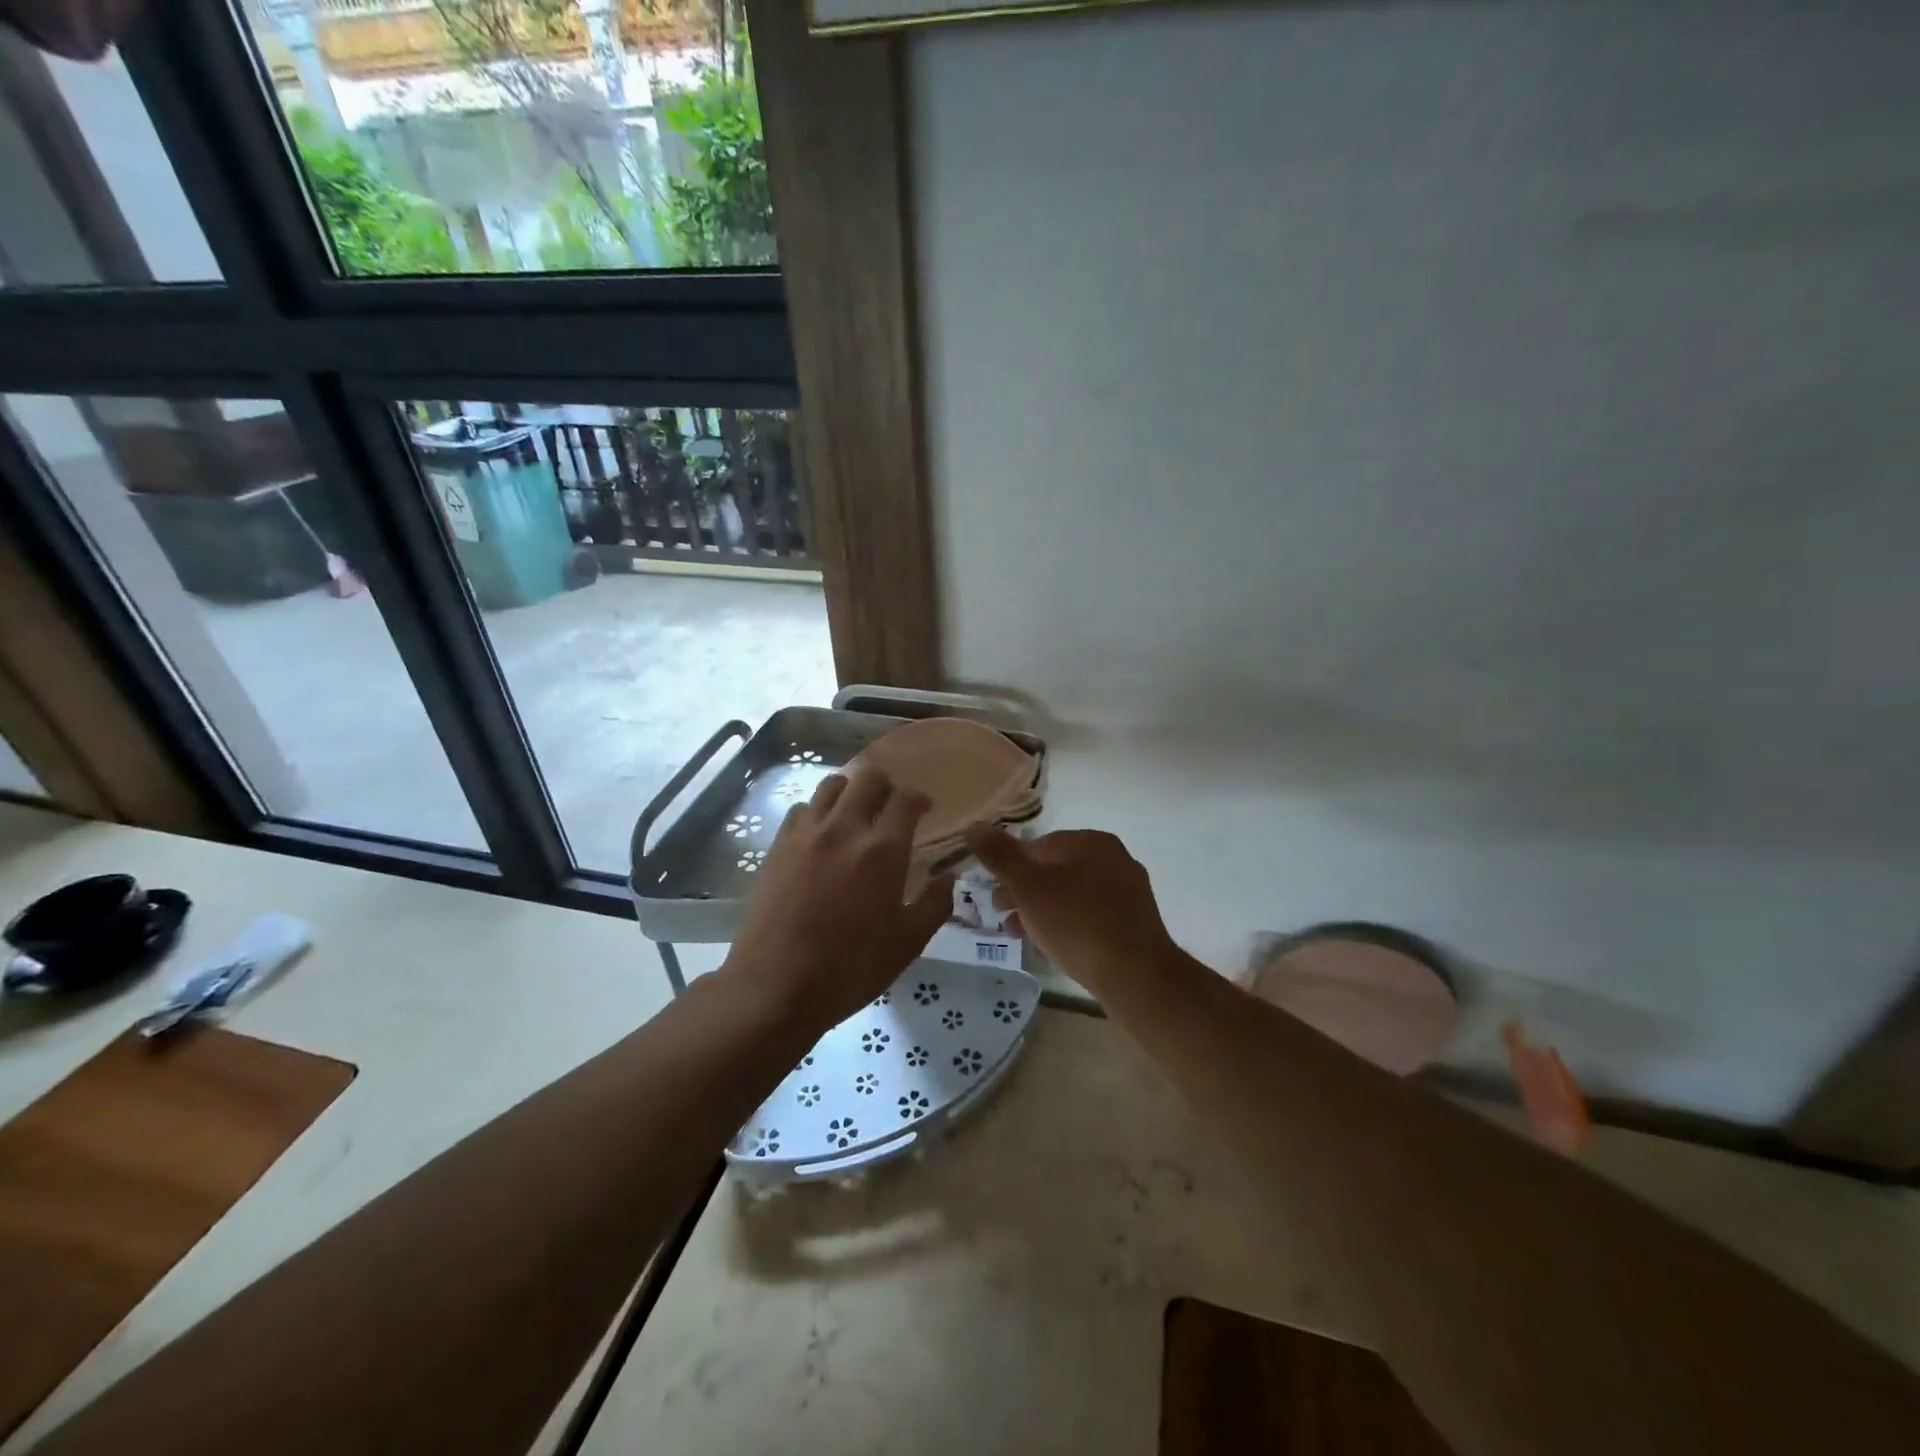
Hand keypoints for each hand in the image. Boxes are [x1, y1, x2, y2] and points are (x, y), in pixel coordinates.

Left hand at [723, 769, 952, 1035]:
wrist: (775, 986)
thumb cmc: (850, 968)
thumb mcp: (907, 944)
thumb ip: (934, 904)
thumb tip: (948, 877)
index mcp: (883, 850)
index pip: (906, 799)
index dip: (919, 798)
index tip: (924, 810)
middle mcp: (845, 828)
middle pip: (868, 777)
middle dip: (886, 786)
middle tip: (890, 809)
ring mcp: (806, 833)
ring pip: (831, 785)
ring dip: (850, 792)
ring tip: (855, 815)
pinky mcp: (778, 845)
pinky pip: (801, 809)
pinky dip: (817, 812)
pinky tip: (821, 836)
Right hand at [965, 826, 1178, 995]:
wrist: (1136, 976)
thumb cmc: (1077, 923)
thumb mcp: (1029, 887)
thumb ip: (1000, 856)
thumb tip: (974, 826)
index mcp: (1091, 841)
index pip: (1038, 846)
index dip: (1010, 869)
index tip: (995, 895)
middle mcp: (1114, 858)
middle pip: (1055, 870)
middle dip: (1025, 892)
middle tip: (1004, 916)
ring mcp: (1128, 890)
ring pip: (1072, 894)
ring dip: (1043, 910)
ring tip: (1023, 935)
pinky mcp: (1134, 921)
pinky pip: (1091, 915)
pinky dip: (1068, 924)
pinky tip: (1053, 946)